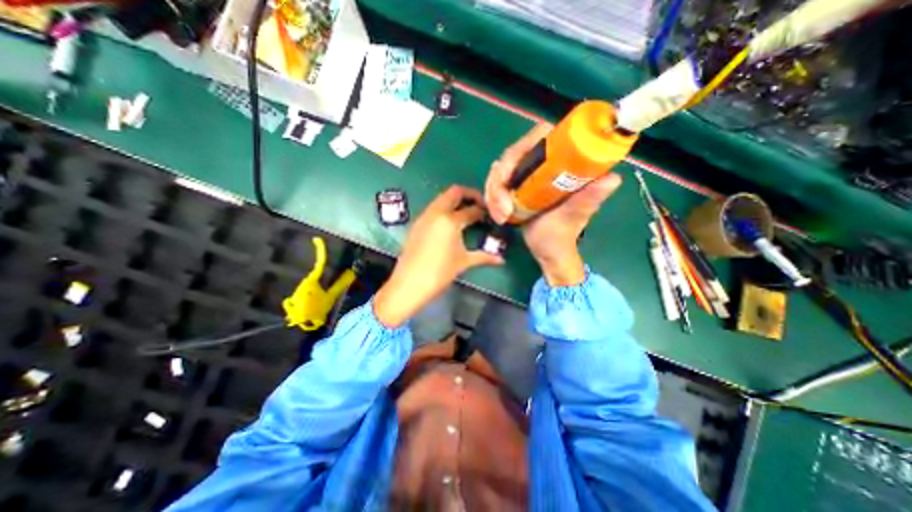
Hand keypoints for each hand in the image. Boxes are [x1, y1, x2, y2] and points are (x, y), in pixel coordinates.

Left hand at [372, 187, 505, 324]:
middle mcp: (436, 212)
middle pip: (454, 192)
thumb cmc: (439, 273)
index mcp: (450, 220)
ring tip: (466, 215)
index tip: (490, 215)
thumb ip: (484, 257)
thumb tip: (501, 259)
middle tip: (479, 207)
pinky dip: (444, 209)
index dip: (483, 211)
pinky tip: (449, 225)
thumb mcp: (463, 262)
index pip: (472, 210)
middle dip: (469, 195)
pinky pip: (433, 208)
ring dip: (455, 201)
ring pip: (442, 198)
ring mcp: (424, 217)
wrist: (409, 284)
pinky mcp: (417, 224)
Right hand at [488, 122, 623, 284]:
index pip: (538, 137)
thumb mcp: (574, 217)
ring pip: (498, 171)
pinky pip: (494, 185)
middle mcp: (541, 163)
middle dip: (500, 182)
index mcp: (560, 162)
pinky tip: (499, 217)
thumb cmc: (562, 236)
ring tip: (502, 218)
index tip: (510, 177)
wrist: (548, 251)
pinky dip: (491, 200)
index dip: (520, 149)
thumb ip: (588, 199)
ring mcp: (525, 175)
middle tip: (503, 210)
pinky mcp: (513, 187)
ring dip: (493, 195)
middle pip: (511, 156)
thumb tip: (612, 178)